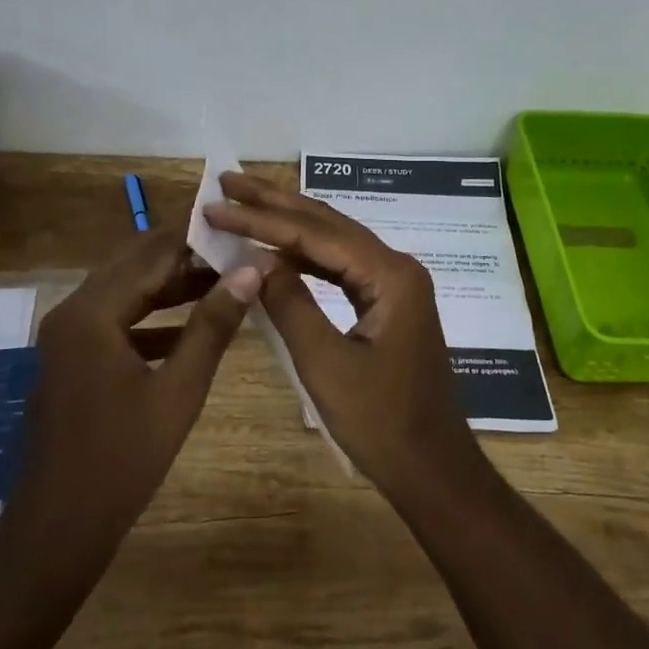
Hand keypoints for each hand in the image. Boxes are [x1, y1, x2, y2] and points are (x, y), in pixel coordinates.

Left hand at [7, 229, 261, 564]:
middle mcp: (73, 312)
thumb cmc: (122, 460)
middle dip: (184, 257)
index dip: (195, 239)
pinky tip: (190, 328)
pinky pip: (116, 322)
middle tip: (235, 251)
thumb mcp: (179, 390)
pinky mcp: (72, 360)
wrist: (57, 530)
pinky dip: (152, 318)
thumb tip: (251, 271)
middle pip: (134, 265)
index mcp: (92, 312)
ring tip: (223, 281)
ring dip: (170, 286)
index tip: (238, 229)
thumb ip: (213, 325)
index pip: (150, 253)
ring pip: (125, 292)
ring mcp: (68, 337)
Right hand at [203, 173, 478, 494]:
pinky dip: (304, 255)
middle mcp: (396, 266)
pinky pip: (340, 267)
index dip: (261, 218)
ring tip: (244, 202)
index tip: (216, 205)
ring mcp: (394, 284)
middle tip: (228, 179)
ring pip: (333, 241)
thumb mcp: (326, 364)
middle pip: (327, 224)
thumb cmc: (381, 423)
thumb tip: (255, 259)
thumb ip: (289, 304)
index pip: (314, 234)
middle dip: (275, 201)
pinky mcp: (387, 302)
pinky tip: (277, 249)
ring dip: (288, 223)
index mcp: (389, 275)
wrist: (432, 469)